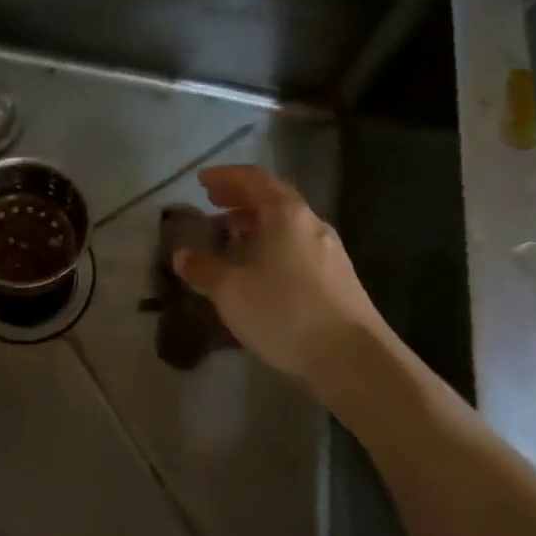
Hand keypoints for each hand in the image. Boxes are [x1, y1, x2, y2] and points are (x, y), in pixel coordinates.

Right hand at [171, 165, 386, 383]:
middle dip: (241, 196)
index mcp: (286, 214)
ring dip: (258, 221)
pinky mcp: (339, 278)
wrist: (354, 360)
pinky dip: (275, 243)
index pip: (253, 178)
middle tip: (214, 202)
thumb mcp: (232, 292)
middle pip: (274, 196)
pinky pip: (299, 245)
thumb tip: (181, 255)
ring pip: (289, 223)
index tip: (201, 181)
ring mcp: (330, 250)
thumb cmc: (286, 313)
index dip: (225, 176)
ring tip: (234, 234)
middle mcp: (311, 223)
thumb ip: (204, 269)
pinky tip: (263, 268)